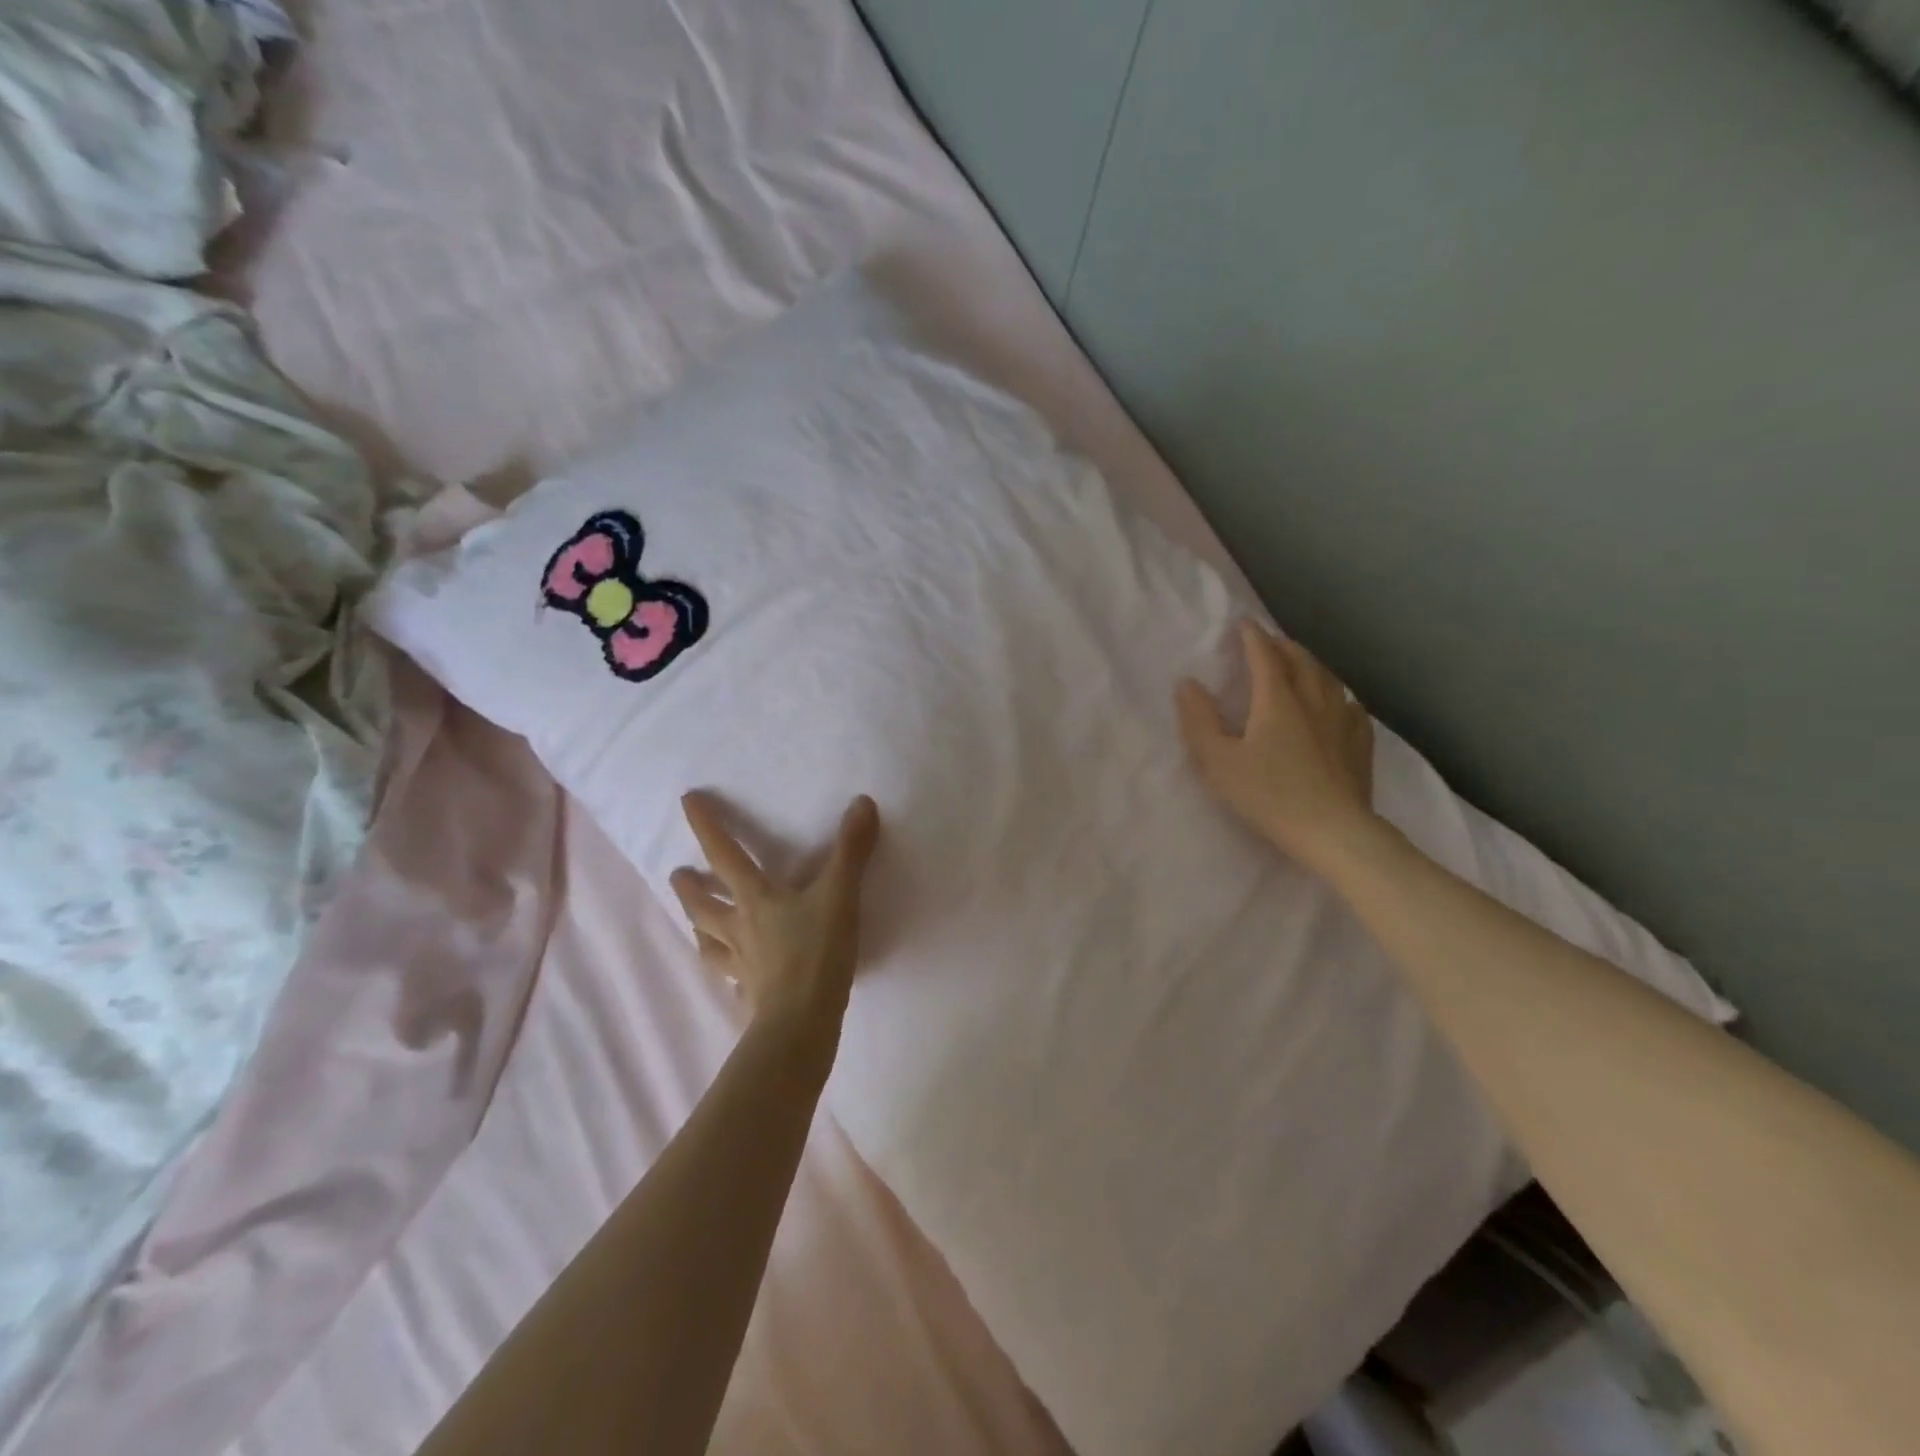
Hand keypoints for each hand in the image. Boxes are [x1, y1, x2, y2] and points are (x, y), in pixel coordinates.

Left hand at [670, 792, 881, 1026]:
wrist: (802, 1022)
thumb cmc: (817, 952)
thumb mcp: (840, 894)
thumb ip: (851, 850)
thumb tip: (862, 802)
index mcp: (756, 898)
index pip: (724, 854)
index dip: (706, 826)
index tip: (686, 801)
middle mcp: (740, 928)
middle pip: (703, 904)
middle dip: (689, 887)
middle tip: (677, 874)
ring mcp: (741, 964)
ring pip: (709, 941)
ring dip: (698, 926)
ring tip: (694, 921)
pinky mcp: (750, 994)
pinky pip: (732, 978)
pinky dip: (728, 971)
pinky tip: (734, 976)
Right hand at [1176, 621, 1376, 875]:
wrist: (1333, 831)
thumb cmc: (1269, 796)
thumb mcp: (1219, 762)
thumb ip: (1199, 721)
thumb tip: (1187, 683)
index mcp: (1277, 700)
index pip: (1264, 656)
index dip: (1252, 637)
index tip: (1243, 624)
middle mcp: (1313, 700)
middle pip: (1301, 660)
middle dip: (1283, 646)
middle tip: (1269, 642)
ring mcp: (1342, 721)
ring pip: (1328, 679)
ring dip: (1311, 665)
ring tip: (1301, 666)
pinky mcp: (1360, 744)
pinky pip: (1350, 706)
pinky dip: (1337, 696)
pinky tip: (1339, 706)